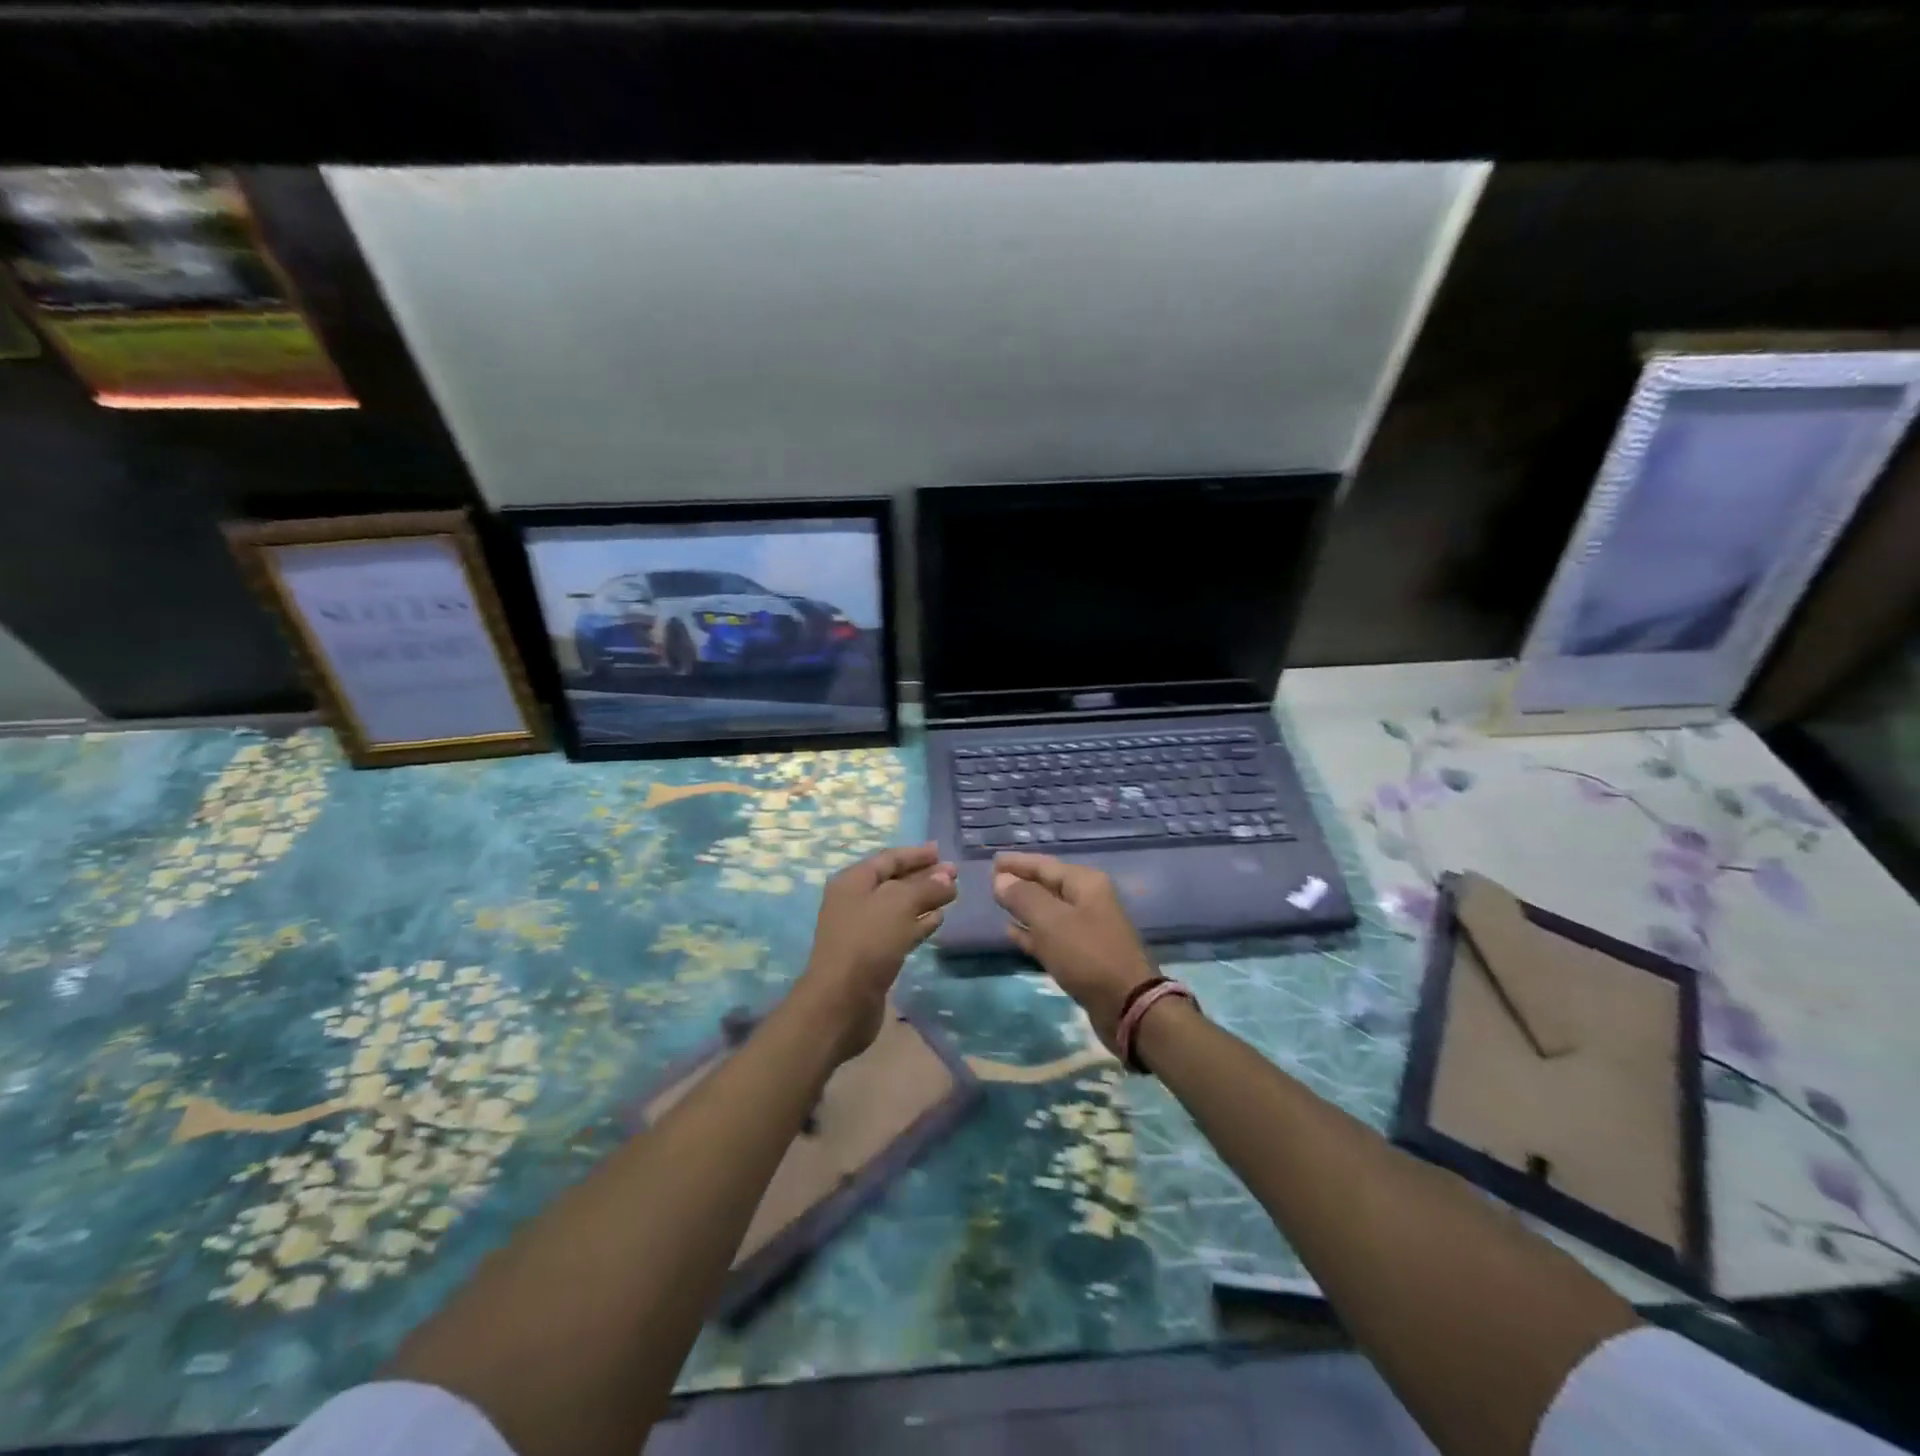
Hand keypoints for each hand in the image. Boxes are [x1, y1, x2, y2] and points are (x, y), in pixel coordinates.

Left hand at [797, 843, 955, 1062]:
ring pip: (899, 907)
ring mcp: (863, 929)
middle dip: (924, 876)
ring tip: (952, 895)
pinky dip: (919, 922)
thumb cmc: (868, 941)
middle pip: (894, 881)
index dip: (916, 854)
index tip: (942, 852)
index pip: (889, 858)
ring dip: (924, 899)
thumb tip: (947, 877)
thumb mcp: (900, 904)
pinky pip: (900, 930)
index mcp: (853, 881)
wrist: (841, 1001)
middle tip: (954, 875)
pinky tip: (938, 920)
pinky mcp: (873, 955)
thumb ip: (926, 887)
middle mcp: (855, 901)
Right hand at [992, 852, 1157, 1052]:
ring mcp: (1087, 928)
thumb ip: (1023, 897)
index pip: (1044, 865)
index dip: (1017, 863)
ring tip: (998, 904)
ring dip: (1024, 907)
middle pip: (1047, 885)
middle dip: (1020, 882)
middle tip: (991, 881)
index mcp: (1085, 883)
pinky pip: (1051, 934)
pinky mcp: (1082, 954)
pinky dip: (1031, 931)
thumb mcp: (1050, 921)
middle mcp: (1088, 900)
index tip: (992, 861)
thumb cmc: (1087, 954)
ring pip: (1048, 911)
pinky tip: (1011, 932)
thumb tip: (1001, 879)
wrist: (1126, 1004)